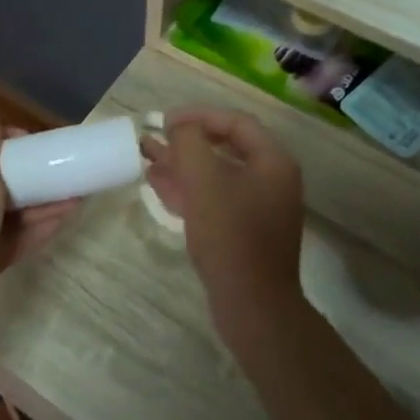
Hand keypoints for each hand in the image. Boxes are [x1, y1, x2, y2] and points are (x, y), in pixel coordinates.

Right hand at [141, 109, 304, 345]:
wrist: (252, 304)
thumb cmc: (230, 235)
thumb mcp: (204, 181)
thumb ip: (190, 142)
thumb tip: (181, 126)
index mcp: (273, 161)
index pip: (236, 122)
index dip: (199, 115)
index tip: (165, 121)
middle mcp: (271, 179)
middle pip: (225, 148)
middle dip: (186, 142)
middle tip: (153, 140)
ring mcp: (259, 207)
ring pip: (216, 175)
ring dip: (182, 165)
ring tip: (147, 159)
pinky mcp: (245, 231)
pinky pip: (216, 199)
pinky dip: (189, 190)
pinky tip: (160, 186)